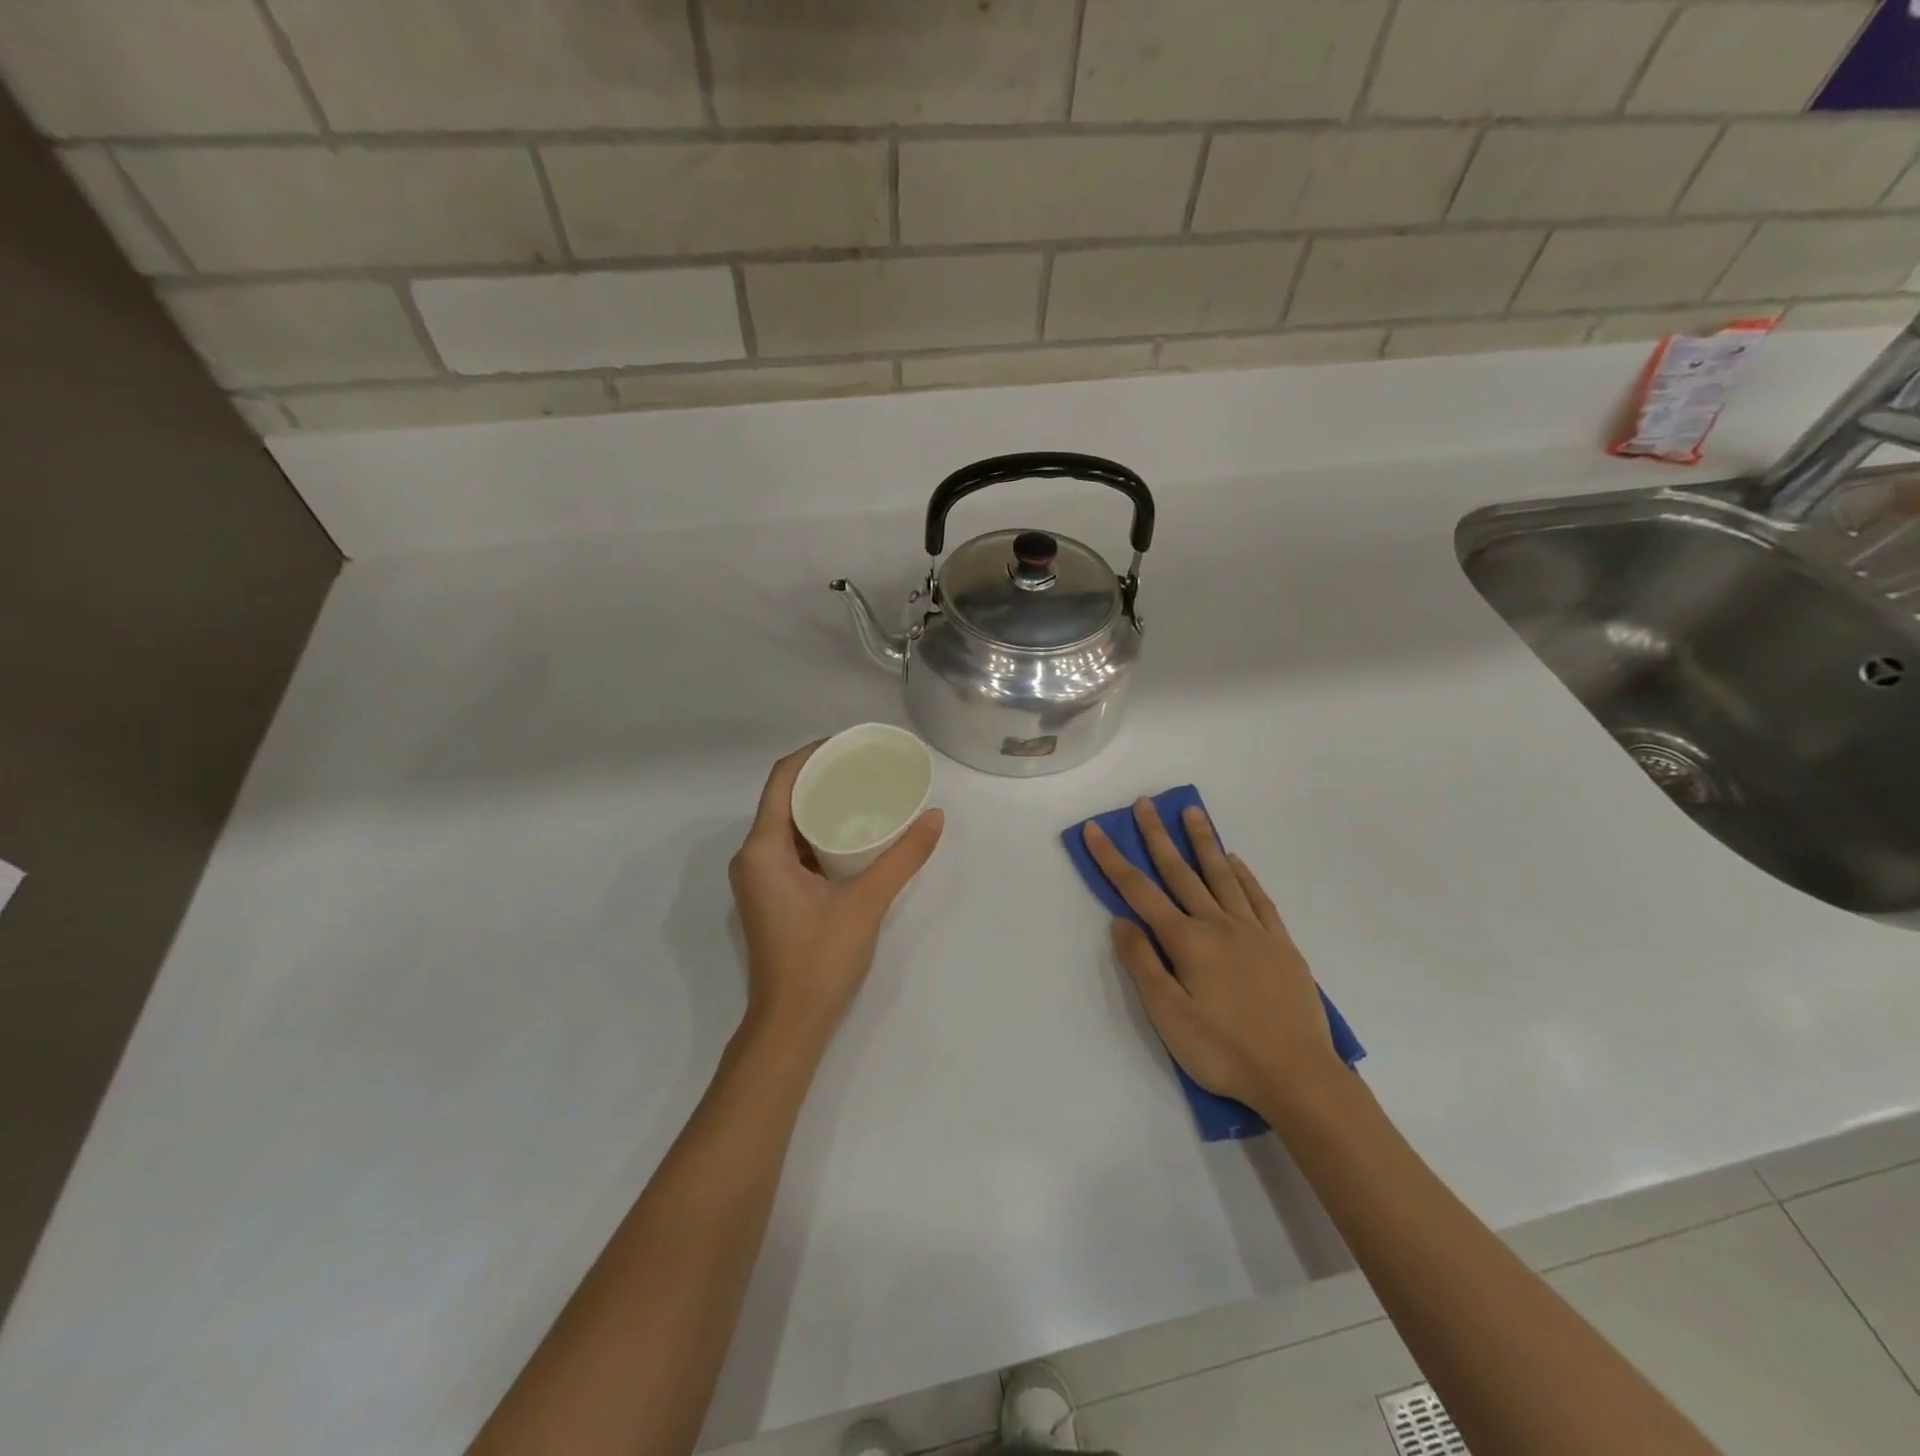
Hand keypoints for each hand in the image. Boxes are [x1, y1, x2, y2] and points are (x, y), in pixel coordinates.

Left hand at [729, 743, 943, 1039]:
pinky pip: (792, 848)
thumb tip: (935, 817)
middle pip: (784, 798)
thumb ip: (903, 857)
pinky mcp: (771, 895)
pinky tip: (852, 833)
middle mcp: (752, 857)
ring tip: (863, 792)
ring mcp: (759, 878)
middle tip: (865, 766)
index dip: (813, 754)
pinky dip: (818, 833)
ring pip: (787, 824)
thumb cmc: (821, 957)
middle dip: (821, 777)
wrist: (792, 1023)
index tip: (849, 743)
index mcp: (762, 849)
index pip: (782, 779)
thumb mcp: (867, 901)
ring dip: (820, 805)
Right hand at [1083, 800, 1344, 1119]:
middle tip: (1145, 803)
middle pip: (1180, 872)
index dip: (1113, 858)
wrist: (1298, 1075)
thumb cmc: (1223, 1050)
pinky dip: (1244, 875)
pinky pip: (1258, 898)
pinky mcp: (1281, 944)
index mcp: (1186, 941)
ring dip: (1203, 841)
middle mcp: (1217, 924)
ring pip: (1222, 875)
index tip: (1096, 829)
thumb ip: (1143, 964)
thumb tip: (1120, 920)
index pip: (1139, 891)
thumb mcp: (1168, 1015)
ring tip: (1192, 811)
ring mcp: (1253, 931)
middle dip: (1158, 836)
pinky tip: (1235, 860)